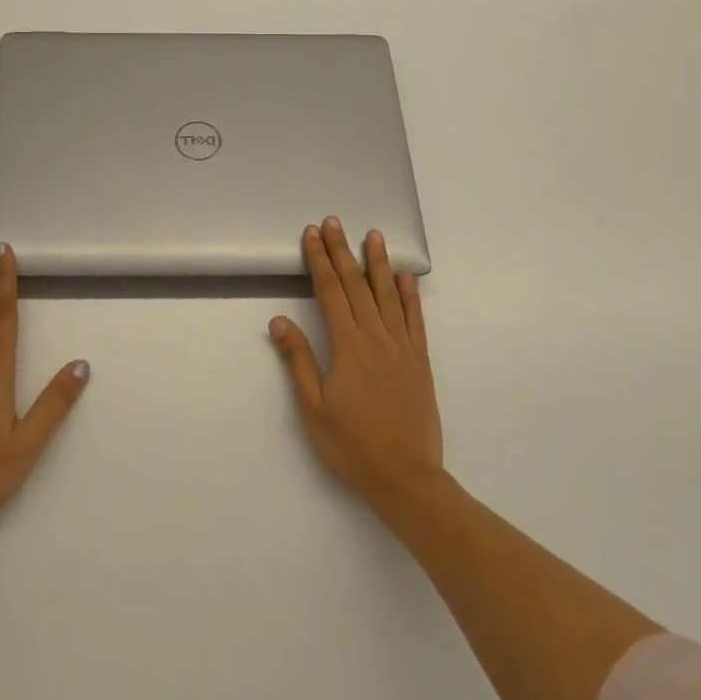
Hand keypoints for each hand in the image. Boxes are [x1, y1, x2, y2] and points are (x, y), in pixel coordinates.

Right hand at [269, 217, 444, 515]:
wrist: (406, 477)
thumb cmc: (351, 446)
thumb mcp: (313, 408)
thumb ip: (298, 361)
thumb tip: (279, 320)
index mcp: (348, 346)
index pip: (330, 292)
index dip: (319, 261)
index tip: (311, 235)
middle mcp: (376, 337)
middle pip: (356, 285)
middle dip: (342, 251)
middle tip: (334, 222)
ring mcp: (402, 347)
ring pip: (388, 295)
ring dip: (378, 263)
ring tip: (372, 235)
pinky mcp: (420, 361)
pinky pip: (415, 320)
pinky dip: (410, 296)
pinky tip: (406, 277)